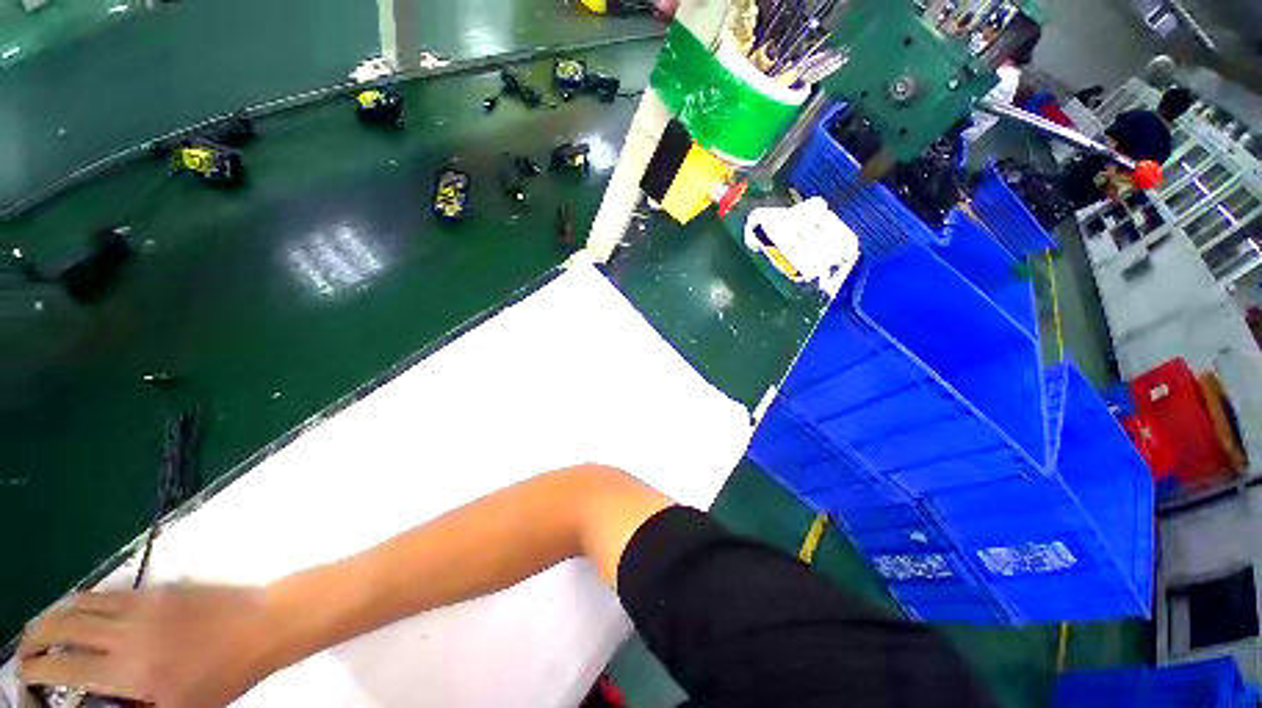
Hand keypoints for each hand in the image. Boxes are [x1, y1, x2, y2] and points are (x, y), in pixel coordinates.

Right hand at [19, 587, 281, 707]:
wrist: (264, 625)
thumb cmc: (224, 676)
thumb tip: (100, 701)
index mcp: (131, 672)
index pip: (64, 668)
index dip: (36, 671)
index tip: (25, 678)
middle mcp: (128, 633)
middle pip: (61, 626)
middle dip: (34, 639)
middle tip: (26, 653)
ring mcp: (142, 604)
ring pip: (79, 602)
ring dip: (54, 615)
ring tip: (45, 631)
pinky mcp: (158, 589)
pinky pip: (107, 592)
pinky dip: (82, 601)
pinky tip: (82, 614)